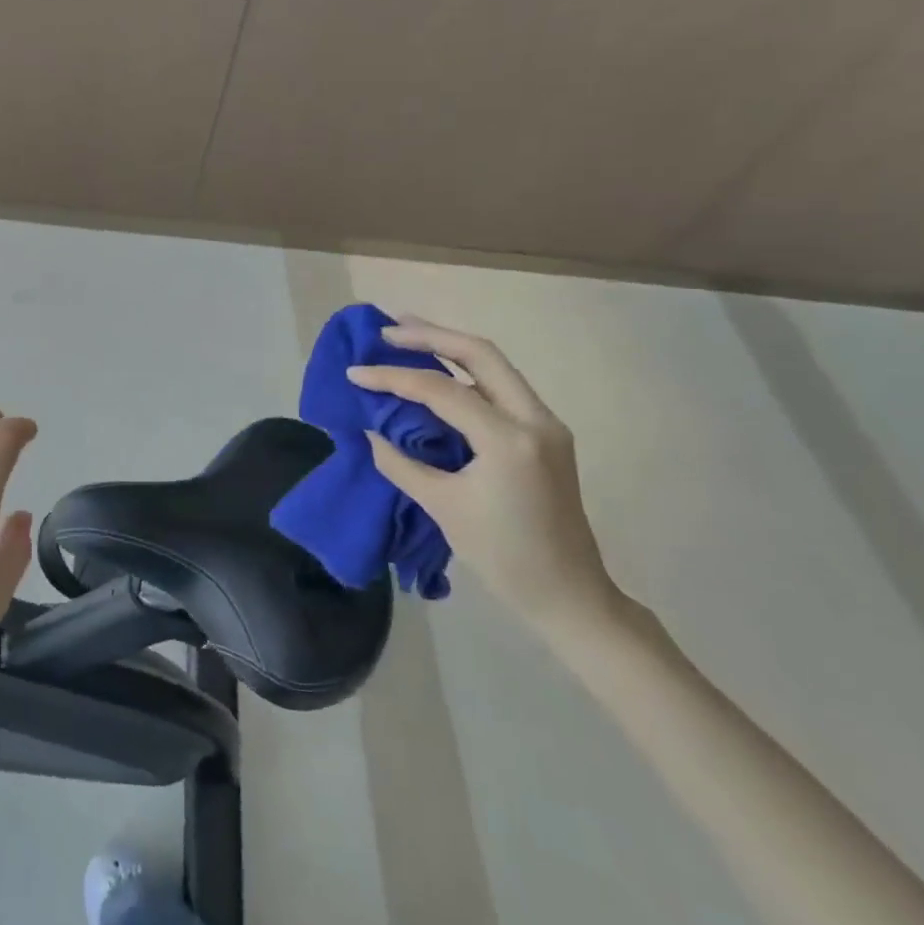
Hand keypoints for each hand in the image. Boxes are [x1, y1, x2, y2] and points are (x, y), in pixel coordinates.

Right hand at [348, 319, 623, 638]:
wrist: (569, 595)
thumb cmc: (504, 556)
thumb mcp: (442, 507)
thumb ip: (400, 462)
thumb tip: (372, 430)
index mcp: (510, 439)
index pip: (441, 390)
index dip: (392, 377)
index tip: (354, 373)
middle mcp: (535, 419)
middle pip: (480, 354)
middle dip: (430, 335)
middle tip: (386, 329)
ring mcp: (545, 424)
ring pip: (494, 365)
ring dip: (449, 347)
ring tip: (406, 336)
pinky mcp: (544, 434)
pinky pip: (500, 388)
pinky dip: (464, 373)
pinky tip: (437, 373)